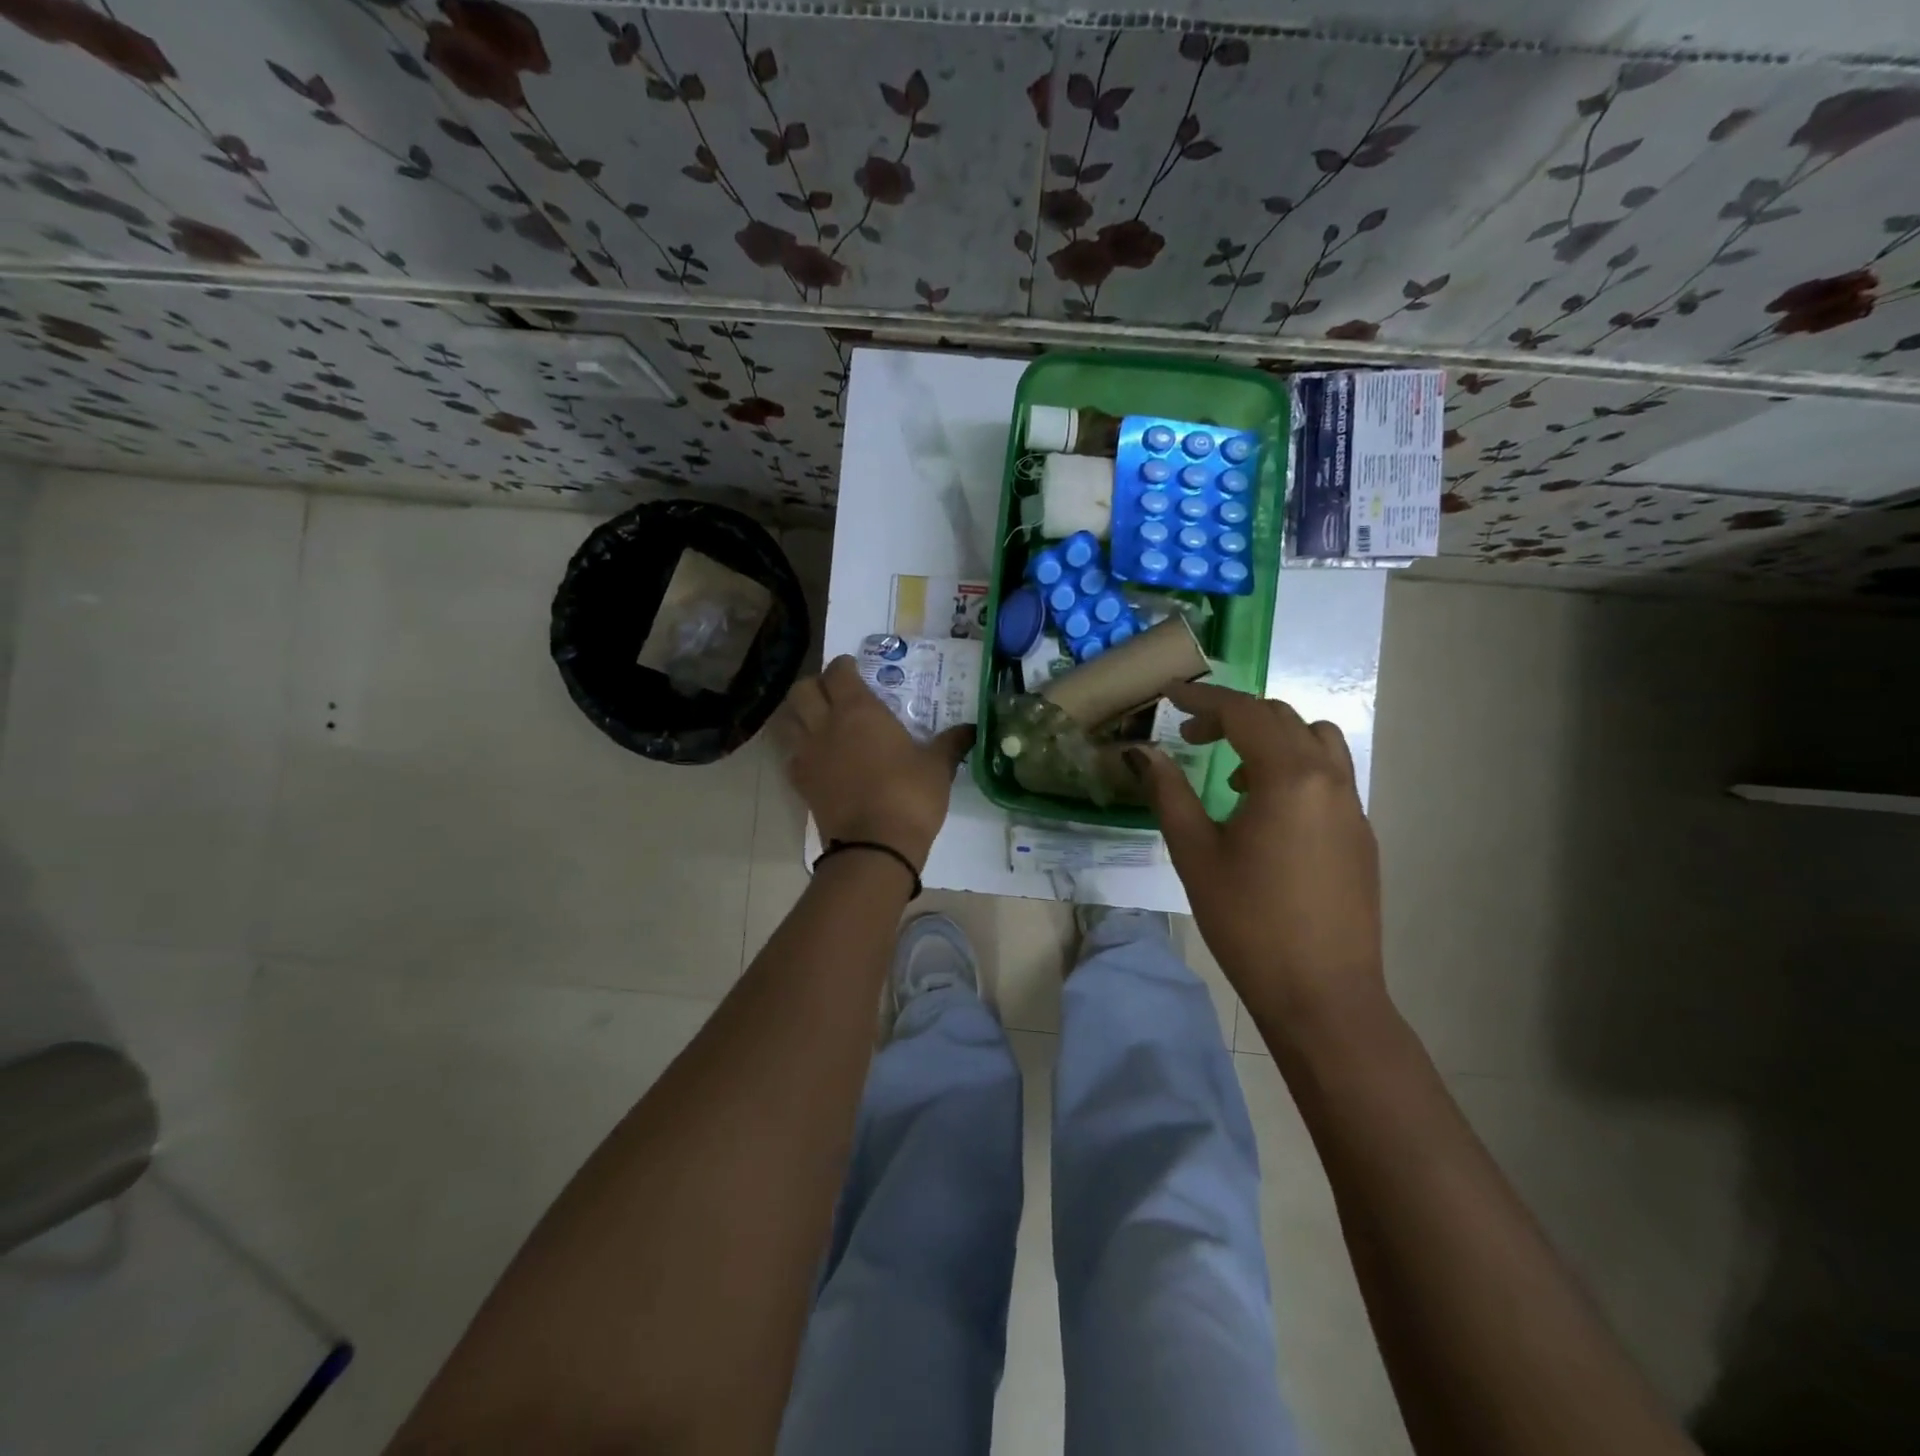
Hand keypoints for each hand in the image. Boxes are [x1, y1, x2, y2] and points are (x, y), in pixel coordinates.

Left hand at [780, 656, 973, 871]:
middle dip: (815, 686)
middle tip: (833, 694)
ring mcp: (807, 754)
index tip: (854, 669)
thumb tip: (972, 730)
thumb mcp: (937, 767)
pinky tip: (815, 757)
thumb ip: (950, 743)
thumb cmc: (909, 795)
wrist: (874, 846)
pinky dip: (797, 750)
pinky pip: (790, 755)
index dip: (844, 666)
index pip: (838, 672)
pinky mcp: (800, 783)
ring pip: (787, 720)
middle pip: (802, 690)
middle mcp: (826, 724)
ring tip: (817, 720)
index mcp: (859, 710)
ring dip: (798, 714)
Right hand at [1132, 682, 1383, 1030]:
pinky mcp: (1361, 834)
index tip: (1170, 696)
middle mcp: (1329, 779)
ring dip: (1271, 738)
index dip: (1203, 699)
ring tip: (1233, 774)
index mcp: (1289, 777)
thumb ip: (1168, 793)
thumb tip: (1141, 753)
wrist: (1322, 995)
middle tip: (1191, 736)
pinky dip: (1294, 767)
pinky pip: (1329, 775)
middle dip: (1233, 716)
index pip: (1244, 713)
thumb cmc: (1248, 922)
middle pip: (1281, 719)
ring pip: (1315, 741)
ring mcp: (1352, 806)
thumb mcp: (1196, 854)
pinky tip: (1265, 812)